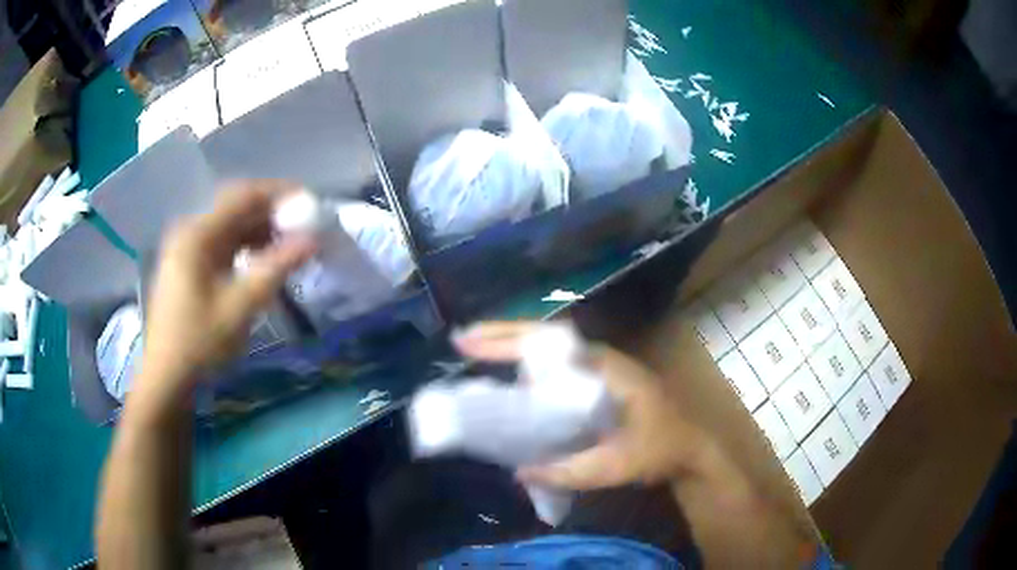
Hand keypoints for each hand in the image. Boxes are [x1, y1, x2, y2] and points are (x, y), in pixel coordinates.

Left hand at [138, 180, 315, 398]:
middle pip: (235, 209)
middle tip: (304, 228)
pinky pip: (222, 245)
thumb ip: (276, 268)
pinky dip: (244, 248)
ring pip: (229, 228)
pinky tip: (261, 261)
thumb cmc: (200, 343)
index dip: (278, 194)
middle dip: (271, 214)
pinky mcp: (188, 267)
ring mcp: (186, 249)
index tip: (309, 204)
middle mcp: (190, 232)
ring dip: (259, 232)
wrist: (166, 379)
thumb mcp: (241, 307)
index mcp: (197, 234)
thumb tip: (313, 240)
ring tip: (289, 246)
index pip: (243, 195)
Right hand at [456, 322, 819, 565]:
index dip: (508, 340)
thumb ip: (572, 470)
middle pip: (545, 339)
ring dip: (515, 348)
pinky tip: (510, 379)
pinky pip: (556, 368)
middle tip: (461, 341)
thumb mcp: (619, 464)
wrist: (693, 450)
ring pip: (550, 351)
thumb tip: (519, 471)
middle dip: (503, 336)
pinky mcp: (599, 385)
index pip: (550, 344)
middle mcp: (600, 361)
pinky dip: (529, 367)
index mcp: (605, 369)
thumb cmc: (662, 450)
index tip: (469, 341)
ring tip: (476, 352)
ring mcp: (600, 371)